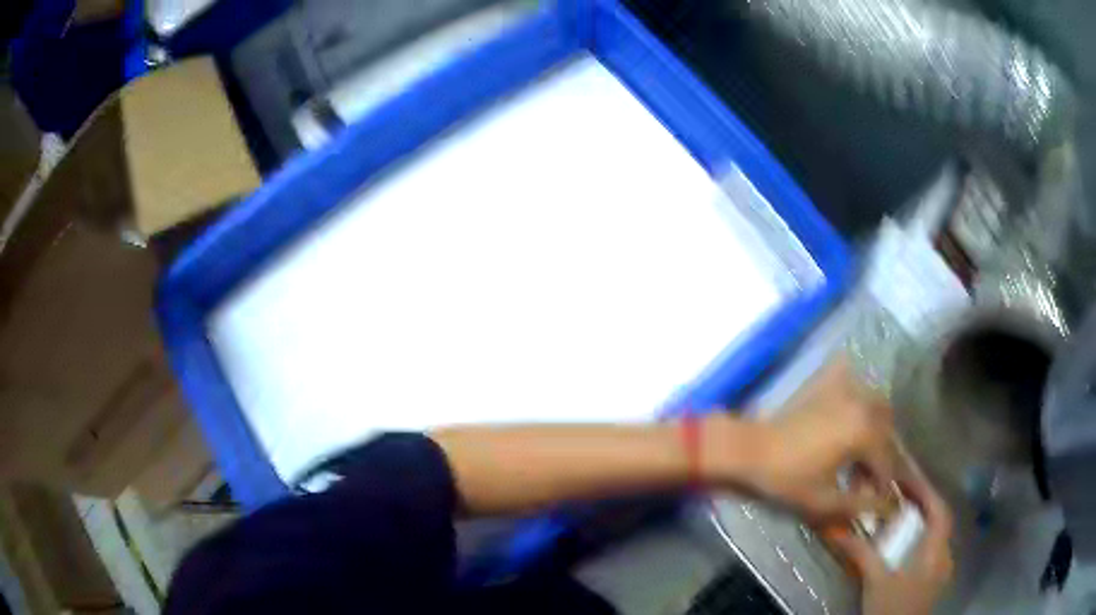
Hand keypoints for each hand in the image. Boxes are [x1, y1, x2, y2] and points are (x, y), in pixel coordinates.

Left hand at [703, 361, 895, 519]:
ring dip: (878, 433)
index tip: (877, 503)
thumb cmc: (786, 480)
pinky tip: (853, 425)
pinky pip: (858, 389)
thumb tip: (886, 507)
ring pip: (878, 409)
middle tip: (868, 483)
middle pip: (887, 433)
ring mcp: (846, 390)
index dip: (883, 487)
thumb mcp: (825, 502)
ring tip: (862, 460)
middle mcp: (862, 404)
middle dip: (883, 460)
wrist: (749, 451)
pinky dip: (863, 407)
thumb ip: (861, 506)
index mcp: (865, 431)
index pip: (887, 462)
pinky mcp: (829, 385)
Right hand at [826, 470, 953, 614]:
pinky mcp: (933, 580)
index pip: (940, 511)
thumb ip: (861, 553)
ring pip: (937, 535)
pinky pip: (932, 549)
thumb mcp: (875, 581)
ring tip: (904, 512)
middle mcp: (944, 556)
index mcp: (935, 552)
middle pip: (940, 520)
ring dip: (923, 520)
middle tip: (903, 491)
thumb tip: (837, 530)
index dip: (927, 491)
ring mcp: (941, 570)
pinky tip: (907, 542)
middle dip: (924, 503)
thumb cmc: (889, 608)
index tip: (909, 477)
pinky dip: (921, 538)